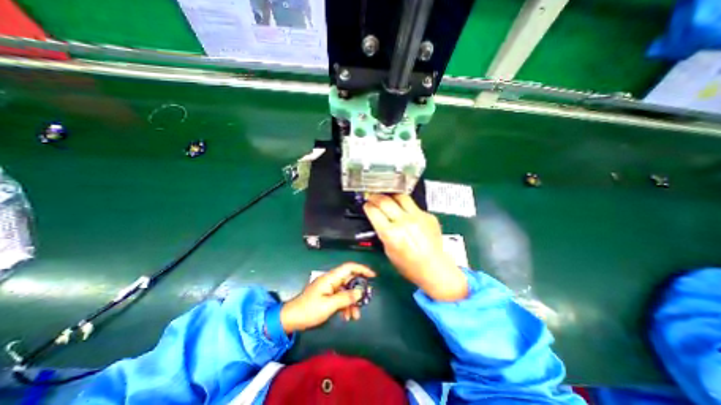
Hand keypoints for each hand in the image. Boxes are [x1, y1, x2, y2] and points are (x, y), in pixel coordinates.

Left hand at [279, 264, 373, 333]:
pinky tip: (347, 317)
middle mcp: (332, 281)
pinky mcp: (328, 296)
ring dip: (352, 302)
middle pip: (350, 280)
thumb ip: (345, 298)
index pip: (349, 267)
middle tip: (365, 301)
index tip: (373, 276)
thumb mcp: (329, 305)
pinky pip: (341, 298)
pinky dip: (346, 306)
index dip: (362, 269)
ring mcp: (330, 289)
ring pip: (346, 291)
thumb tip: (360, 292)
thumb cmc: (309, 310)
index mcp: (331, 278)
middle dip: (358, 291)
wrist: (291, 319)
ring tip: (355, 316)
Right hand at [364, 195, 470, 301]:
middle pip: (385, 200)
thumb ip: (383, 232)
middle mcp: (404, 222)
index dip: (368, 206)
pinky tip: (404, 210)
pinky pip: (413, 205)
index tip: (367, 205)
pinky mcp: (428, 215)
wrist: (434, 268)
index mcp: (391, 233)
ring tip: (387, 197)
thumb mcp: (388, 251)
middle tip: (372, 197)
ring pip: (400, 196)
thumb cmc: (409, 265)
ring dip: (390, 195)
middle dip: (375, 197)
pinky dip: (405, 206)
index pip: (374, 211)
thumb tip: (379, 219)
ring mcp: (418, 217)